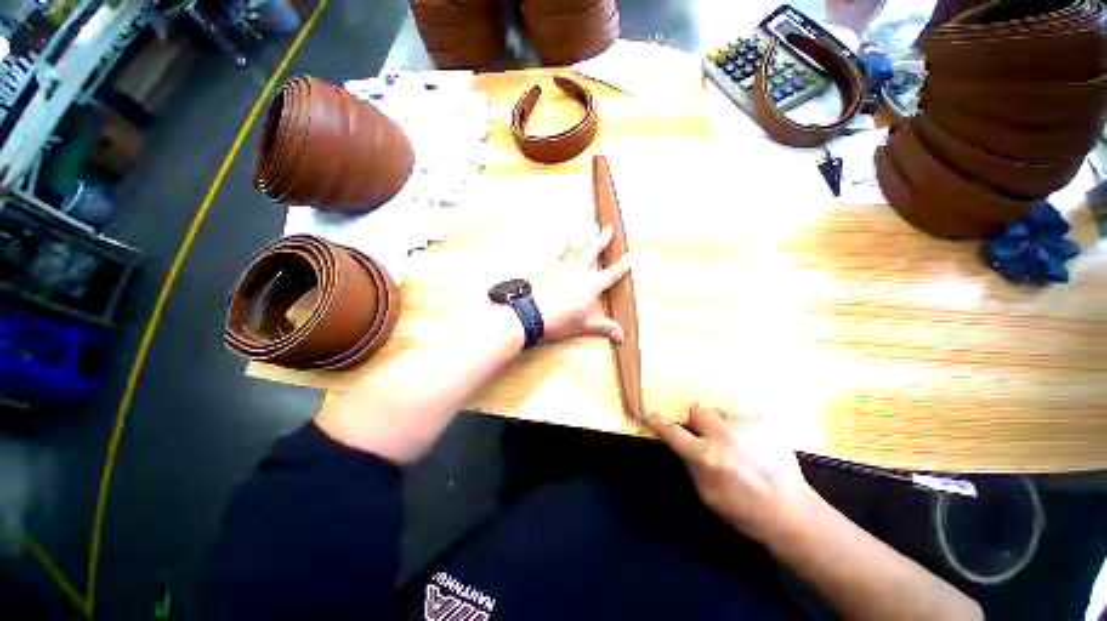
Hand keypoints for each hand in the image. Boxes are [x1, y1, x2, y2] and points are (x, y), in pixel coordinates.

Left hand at [533, 226, 631, 343]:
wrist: (528, 311)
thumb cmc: (558, 320)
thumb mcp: (582, 325)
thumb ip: (603, 327)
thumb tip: (621, 337)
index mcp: (591, 285)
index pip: (611, 274)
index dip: (622, 266)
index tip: (630, 257)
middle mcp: (579, 271)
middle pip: (593, 251)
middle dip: (603, 239)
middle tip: (609, 228)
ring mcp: (561, 265)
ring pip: (576, 248)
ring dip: (584, 239)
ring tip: (589, 230)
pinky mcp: (546, 266)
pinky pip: (556, 252)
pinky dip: (561, 246)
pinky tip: (561, 242)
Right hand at [643, 404, 820, 543]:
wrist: (792, 513)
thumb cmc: (743, 511)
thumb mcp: (706, 494)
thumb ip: (691, 463)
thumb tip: (683, 445)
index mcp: (705, 455)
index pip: (672, 431)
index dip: (658, 422)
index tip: (648, 413)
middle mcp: (722, 435)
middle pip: (696, 409)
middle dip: (695, 421)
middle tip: (704, 437)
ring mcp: (745, 427)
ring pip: (719, 411)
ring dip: (718, 424)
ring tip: (732, 443)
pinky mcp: (764, 425)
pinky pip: (741, 419)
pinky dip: (739, 429)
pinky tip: (751, 448)